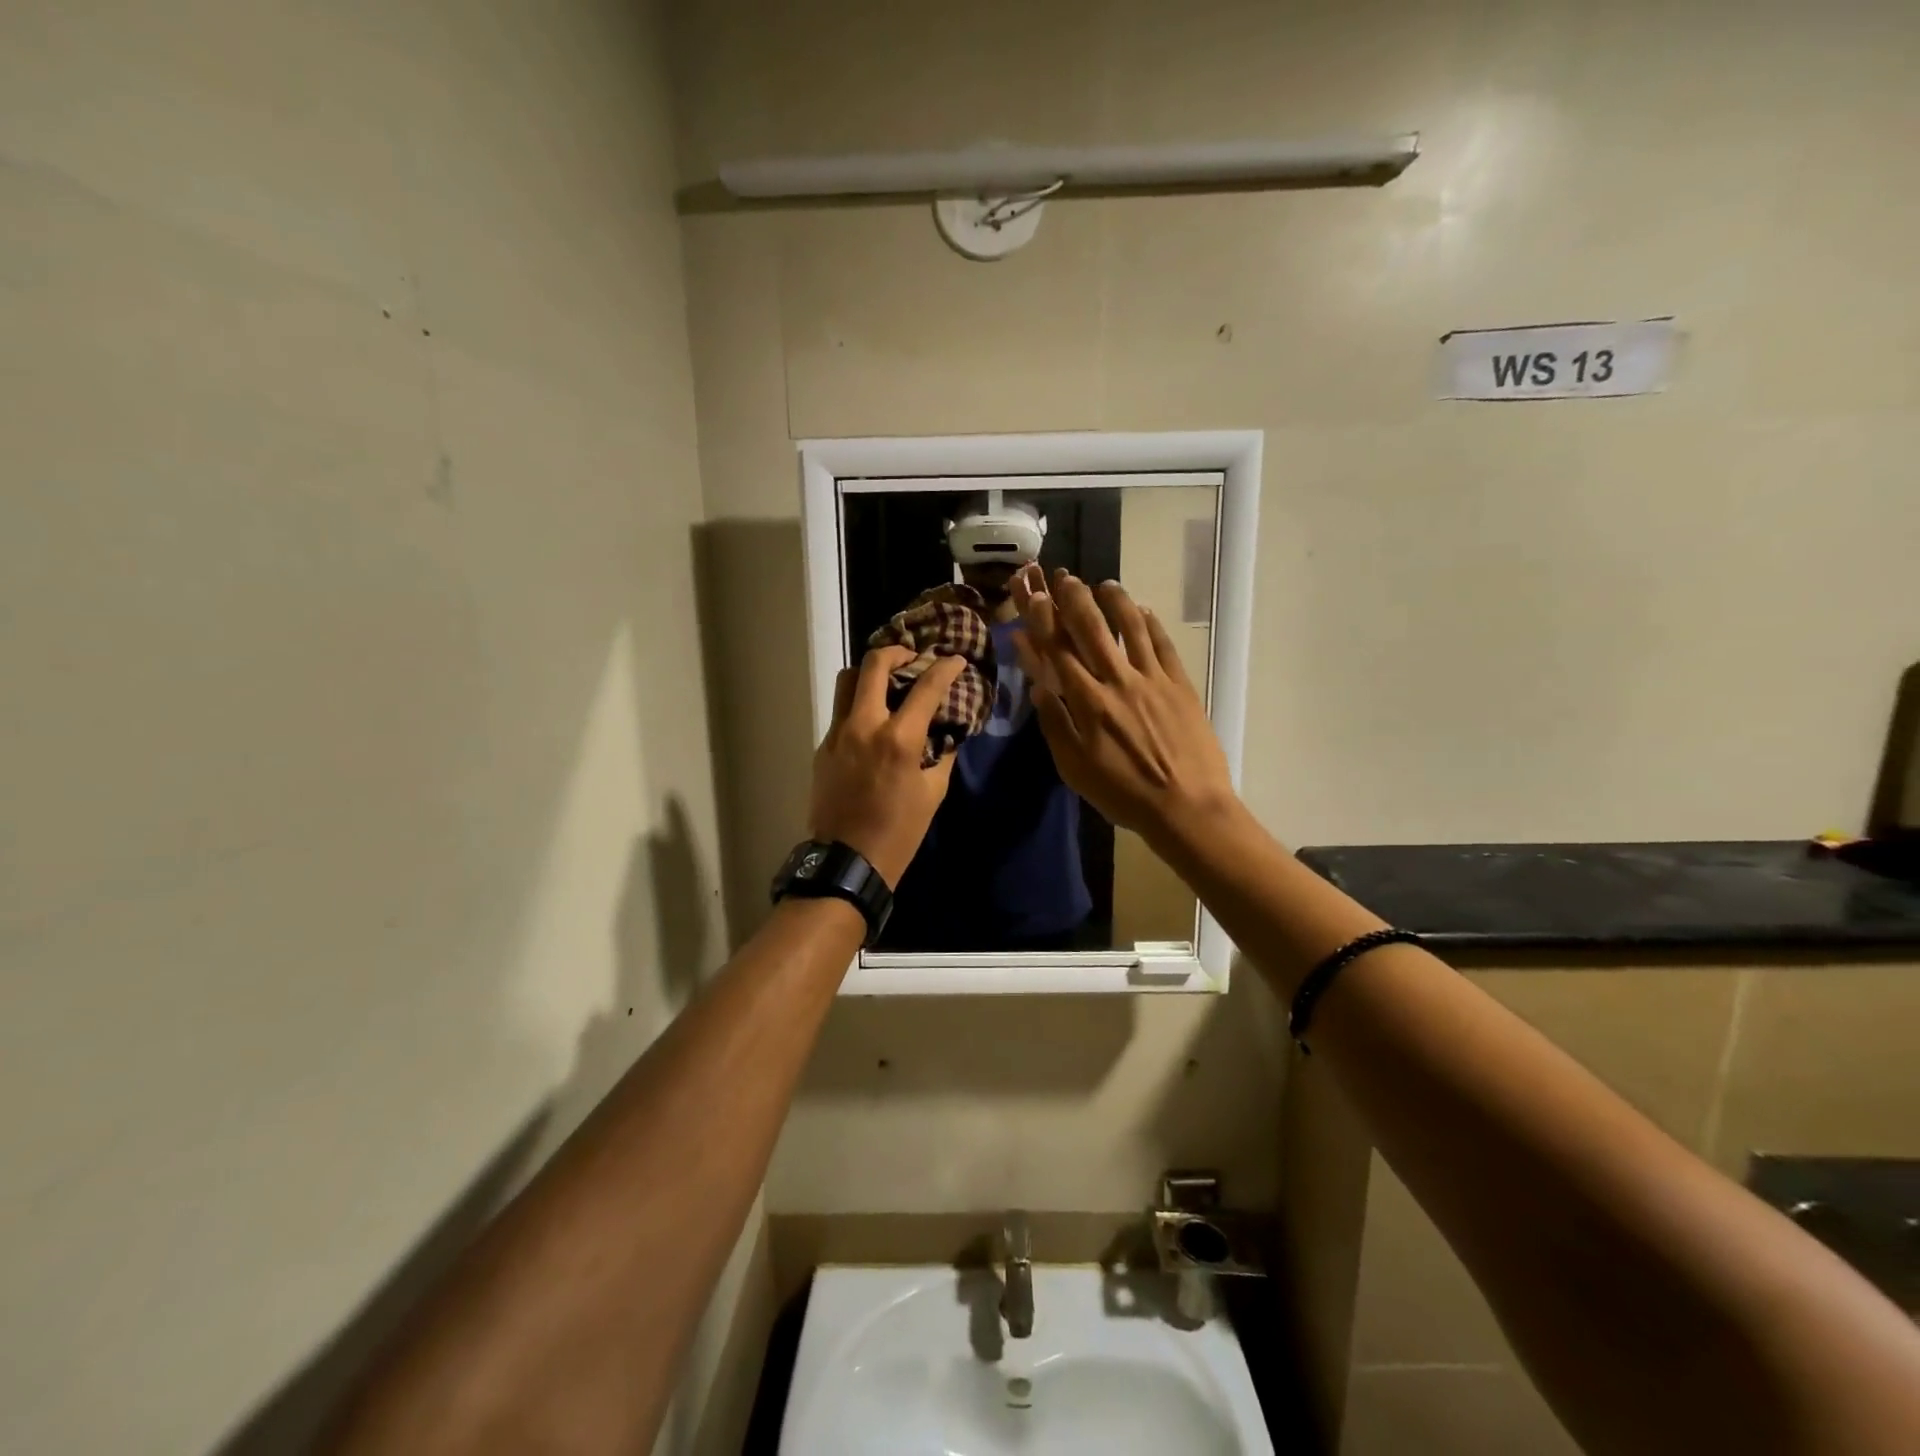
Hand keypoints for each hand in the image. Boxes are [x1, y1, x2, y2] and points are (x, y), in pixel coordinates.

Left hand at [808, 646, 964, 886]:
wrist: (848, 860)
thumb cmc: (899, 831)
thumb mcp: (933, 793)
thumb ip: (942, 755)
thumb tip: (946, 732)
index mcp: (898, 739)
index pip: (926, 687)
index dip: (945, 668)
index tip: (955, 660)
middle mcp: (864, 725)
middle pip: (873, 665)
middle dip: (896, 652)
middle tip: (912, 658)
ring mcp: (838, 734)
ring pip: (847, 681)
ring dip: (869, 673)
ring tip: (888, 681)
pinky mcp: (823, 746)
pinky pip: (841, 711)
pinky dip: (859, 703)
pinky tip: (873, 720)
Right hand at [1011, 565, 1236, 846]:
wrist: (1187, 807)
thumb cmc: (1124, 794)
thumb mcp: (1075, 769)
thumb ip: (1055, 725)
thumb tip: (1037, 688)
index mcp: (1088, 703)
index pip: (1058, 653)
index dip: (1042, 622)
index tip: (1030, 597)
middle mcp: (1118, 681)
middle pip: (1092, 630)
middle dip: (1074, 599)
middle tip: (1063, 576)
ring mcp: (1153, 680)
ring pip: (1131, 628)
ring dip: (1115, 602)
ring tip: (1104, 583)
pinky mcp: (1180, 685)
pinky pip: (1163, 645)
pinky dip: (1151, 624)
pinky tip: (1144, 610)